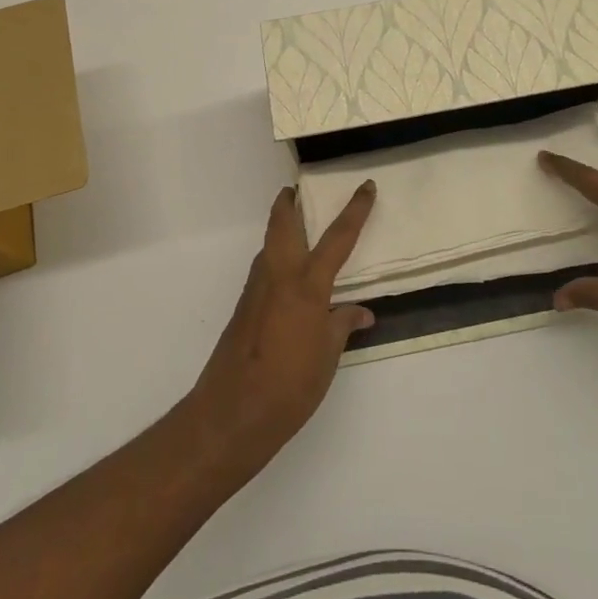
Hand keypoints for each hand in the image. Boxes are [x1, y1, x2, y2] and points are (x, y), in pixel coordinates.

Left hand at [185, 182, 376, 469]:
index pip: (338, 237)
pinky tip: (288, 280)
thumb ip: (342, 325)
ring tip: (298, 230)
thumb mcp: (328, 356)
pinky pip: (264, 268)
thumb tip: (361, 312)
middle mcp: (278, 275)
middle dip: (289, 202)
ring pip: (269, 244)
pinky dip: (276, 258)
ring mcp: (256, 288)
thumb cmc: (290, 384)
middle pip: (282, 222)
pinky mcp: (243, 306)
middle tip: (298, 190)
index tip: (365, 186)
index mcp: (307, 283)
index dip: (355, 209)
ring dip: (281, 229)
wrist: (232, 412)